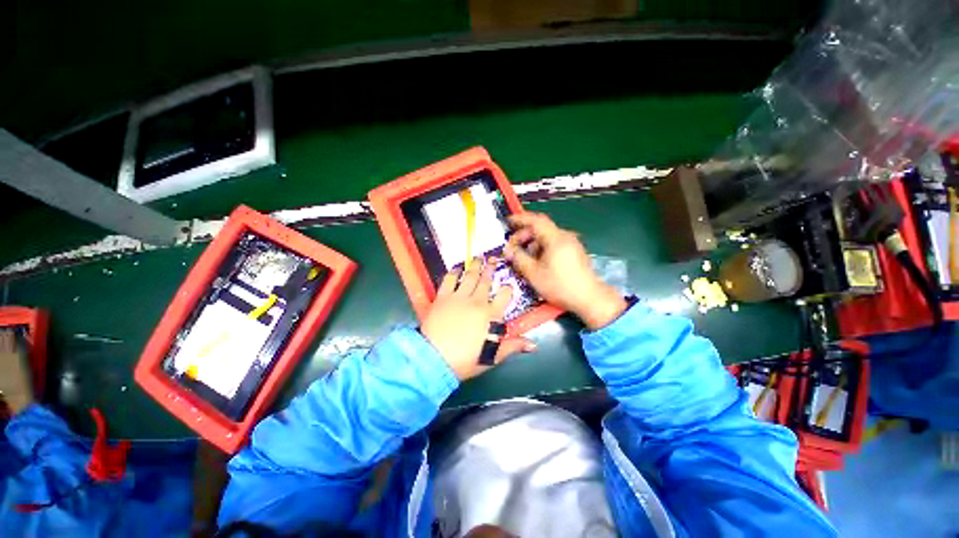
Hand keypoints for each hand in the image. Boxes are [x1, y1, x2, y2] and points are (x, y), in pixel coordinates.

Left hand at [421, 258, 536, 380]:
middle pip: (486, 280)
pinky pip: (449, 279)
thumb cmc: (466, 360)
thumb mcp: (493, 356)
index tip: (507, 285)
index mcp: (491, 314)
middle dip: (491, 268)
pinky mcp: (443, 297)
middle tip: (493, 258)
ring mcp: (459, 297)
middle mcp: (477, 301)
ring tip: (478, 257)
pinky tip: (457, 267)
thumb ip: (513, 346)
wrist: (434, 359)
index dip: (507, 288)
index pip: (505, 295)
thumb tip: (533, 345)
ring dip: (475, 266)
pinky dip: (454, 271)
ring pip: (470, 276)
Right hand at [503, 212, 627, 330]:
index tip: (509, 221)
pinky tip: (537, 261)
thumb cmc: (560, 285)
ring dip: (533, 243)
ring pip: (547, 237)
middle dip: (524, 235)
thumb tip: (509, 250)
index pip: (535, 220)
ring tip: (524, 257)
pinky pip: (554, 244)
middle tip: (514, 247)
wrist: (588, 298)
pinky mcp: (574, 252)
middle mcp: (565, 237)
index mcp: (556, 238)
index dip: (520, 219)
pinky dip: (542, 248)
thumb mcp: (533, 273)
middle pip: (541, 228)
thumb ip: (518, 258)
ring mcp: (572, 244)